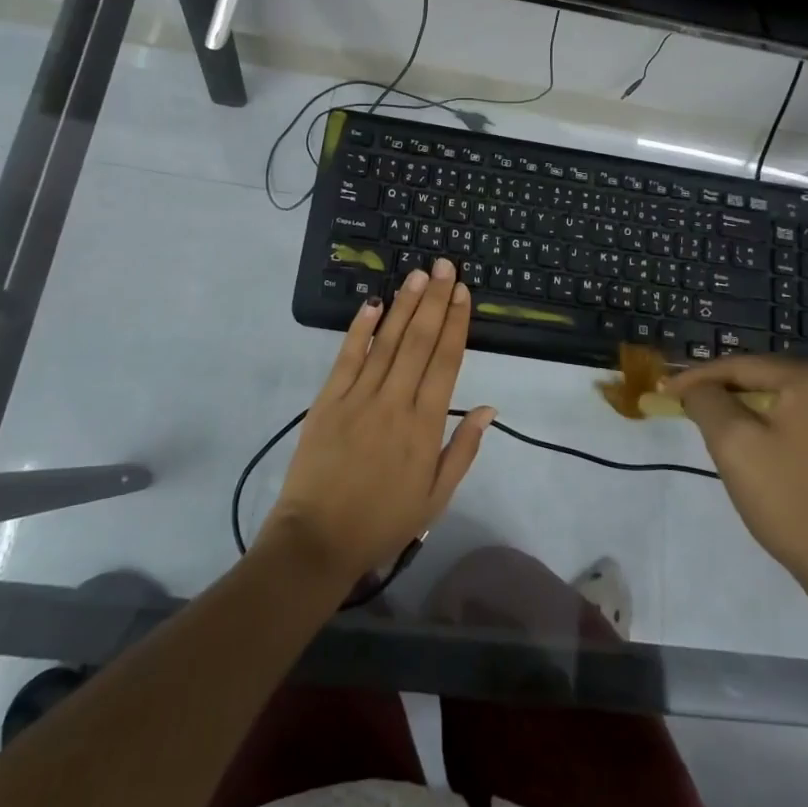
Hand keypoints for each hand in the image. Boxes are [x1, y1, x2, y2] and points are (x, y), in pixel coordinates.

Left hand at [262, 258, 495, 587]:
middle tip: (444, 265)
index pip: (445, 362)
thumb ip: (463, 449)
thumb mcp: (436, 497)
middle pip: (418, 342)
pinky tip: (372, 303)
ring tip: (418, 275)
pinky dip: (360, 329)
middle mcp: (394, 403)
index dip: (455, 324)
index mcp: (424, 427)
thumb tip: (489, 408)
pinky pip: (347, 357)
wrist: (317, 540)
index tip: (463, 293)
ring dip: (403, 305)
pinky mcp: (327, 400)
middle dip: (434, 301)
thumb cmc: (383, 521)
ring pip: (386, 341)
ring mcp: (358, 398)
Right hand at [666, 355, 807, 598]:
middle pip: (766, 380)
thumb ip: (707, 401)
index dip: (697, 377)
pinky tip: (765, 454)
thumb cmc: (791, 501)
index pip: (740, 366)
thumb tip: (699, 389)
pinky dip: (779, 430)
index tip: (665, 392)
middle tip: (692, 412)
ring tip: (723, 434)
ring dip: (752, 413)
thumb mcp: (733, 444)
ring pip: (787, 402)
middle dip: (726, 395)